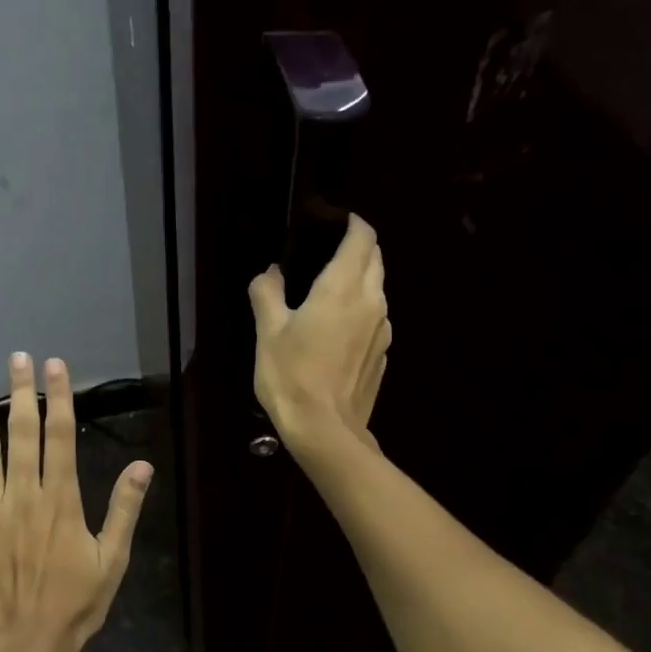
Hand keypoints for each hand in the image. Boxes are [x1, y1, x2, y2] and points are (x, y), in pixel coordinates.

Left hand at [0, 352, 152, 651]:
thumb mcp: (113, 559)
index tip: (54, 366)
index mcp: (61, 499)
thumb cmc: (76, 603)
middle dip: (21, 392)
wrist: (27, 645)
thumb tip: (142, 465)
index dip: (59, 397)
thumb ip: (124, 508)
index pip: (61, 435)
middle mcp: (23, 495)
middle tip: (18, 358)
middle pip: (22, 433)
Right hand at [247, 214, 389, 459]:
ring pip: (378, 290)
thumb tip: (269, 272)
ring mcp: (382, 330)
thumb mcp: (268, 332)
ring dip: (361, 281)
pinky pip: (376, 320)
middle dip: (359, 248)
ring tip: (331, 291)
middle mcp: (371, 301)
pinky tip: (338, 331)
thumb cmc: (291, 375)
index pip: (362, 238)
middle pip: (375, 260)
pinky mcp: (382, 355)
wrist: (325, 430)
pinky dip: (361, 312)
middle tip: (330, 251)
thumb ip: (267, 293)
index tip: (337, 221)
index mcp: (343, 287)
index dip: (353, 224)